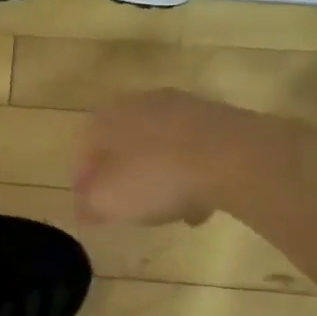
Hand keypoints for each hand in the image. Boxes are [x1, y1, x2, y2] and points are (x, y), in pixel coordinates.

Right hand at [74, 89, 246, 225]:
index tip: (91, 210)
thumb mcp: (108, 201)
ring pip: (159, 148)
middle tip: (129, 208)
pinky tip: (201, 203)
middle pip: (122, 147)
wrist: (233, 156)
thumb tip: (83, 206)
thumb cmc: (156, 177)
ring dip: (160, 177)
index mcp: (104, 119)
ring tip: (169, 211)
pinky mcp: (215, 117)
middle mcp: (138, 104)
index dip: (84, 185)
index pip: (83, 153)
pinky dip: (191, 174)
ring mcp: (180, 107)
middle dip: (123, 178)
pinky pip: (192, 150)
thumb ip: (88, 204)